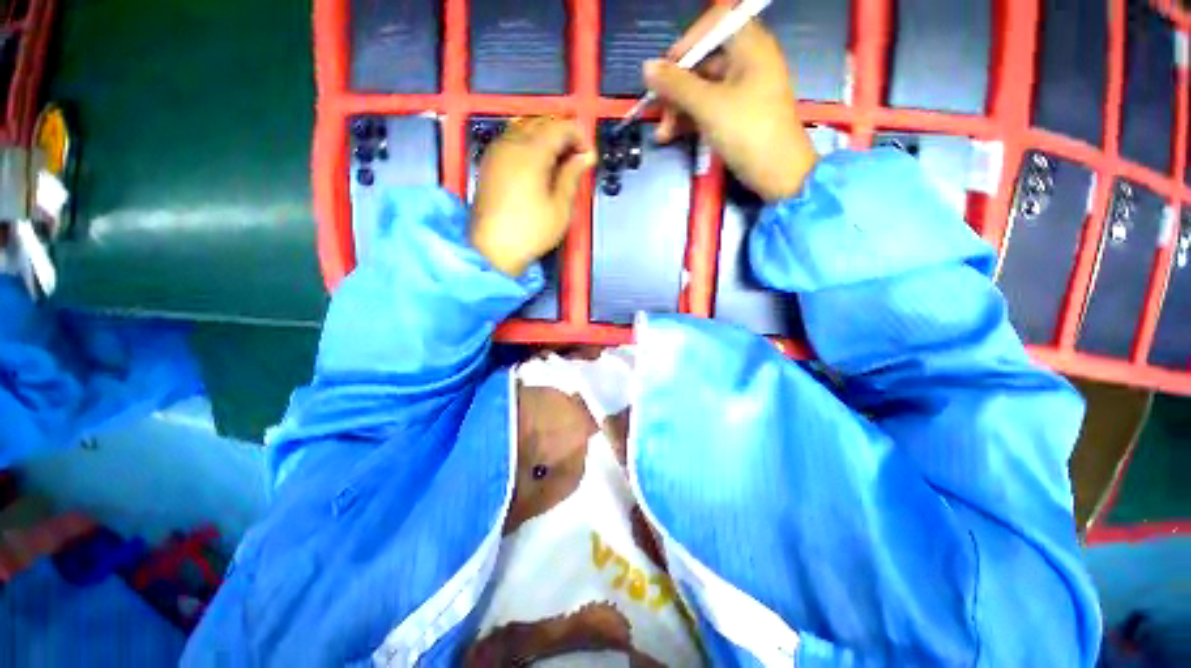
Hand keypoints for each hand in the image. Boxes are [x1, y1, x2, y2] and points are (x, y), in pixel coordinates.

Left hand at [471, 117, 594, 276]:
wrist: (492, 250)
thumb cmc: (531, 232)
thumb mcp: (560, 207)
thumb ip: (572, 175)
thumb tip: (585, 156)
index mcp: (531, 153)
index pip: (560, 127)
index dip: (579, 136)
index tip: (589, 156)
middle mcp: (511, 144)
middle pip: (541, 122)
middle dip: (563, 134)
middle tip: (576, 159)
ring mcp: (496, 152)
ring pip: (524, 128)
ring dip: (545, 137)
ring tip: (558, 163)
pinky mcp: (488, 163)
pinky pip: (511, 140)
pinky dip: (529, 144)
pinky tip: (537, 165)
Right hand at [645, 8, 817, 201]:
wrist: (778, 174)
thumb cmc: (748, 132)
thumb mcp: (709, 106)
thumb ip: (676, 85)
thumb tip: (647, 67)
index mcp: (749, 46)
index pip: (713, 25)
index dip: (686, 44)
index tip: (664, 70)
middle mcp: (747, 62)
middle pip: (703, 62)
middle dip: (676, 87)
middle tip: (657, 111)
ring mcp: (743, 91)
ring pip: (703, 89)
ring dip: (679, 109)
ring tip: (663, 134)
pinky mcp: (738, 115)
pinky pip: (709, 108)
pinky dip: (691, 120)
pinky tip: (672, 135)